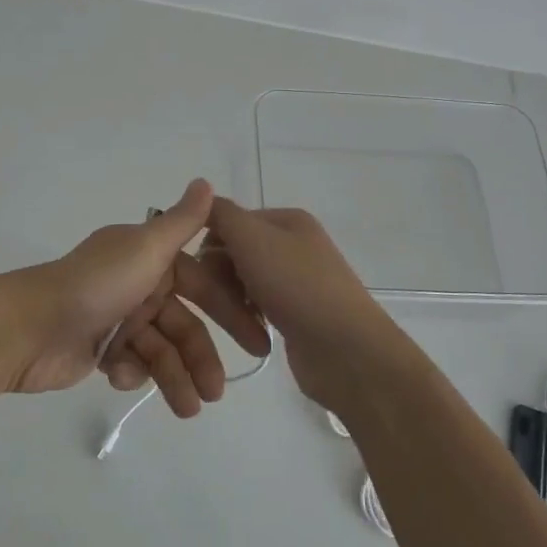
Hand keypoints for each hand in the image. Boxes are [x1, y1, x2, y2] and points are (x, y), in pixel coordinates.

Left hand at [7, 180, 271, 414]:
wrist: (27, 327)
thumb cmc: (94, 285)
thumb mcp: (145, 248)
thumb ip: (182, 222)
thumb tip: (207, 181)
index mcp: (149, 257)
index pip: (202, 285)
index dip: (229, 312)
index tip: (256, 343)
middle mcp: (137, 283)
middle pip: (183, 324)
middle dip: (200, 358)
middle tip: (217, 393)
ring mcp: (117, 317)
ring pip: (160, 350)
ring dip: (174, 378)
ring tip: (187, 410)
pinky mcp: (99, 349)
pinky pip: (130, 363)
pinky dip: (130, 373)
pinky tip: (117, 376)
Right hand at [202, 199, 415, 412]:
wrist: (345, 349)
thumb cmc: (296, 286)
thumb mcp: (252, 238)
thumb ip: (222, 213)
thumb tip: (203, 197)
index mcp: (288, 220)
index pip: (230, 221)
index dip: (210, 244)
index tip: (200, 271)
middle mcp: (295, 245)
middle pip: (236, 252)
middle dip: (220, 275)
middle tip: (218, 299)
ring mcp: (298, 281)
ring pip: (244, 282)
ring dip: (232, 300)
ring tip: (237, 320)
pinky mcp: (297, 314)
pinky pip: (258, 308)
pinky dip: (249, 318)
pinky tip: (251, 332)